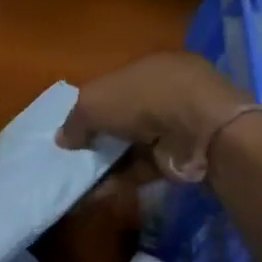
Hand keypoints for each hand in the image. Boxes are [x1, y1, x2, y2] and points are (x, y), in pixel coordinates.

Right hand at [57, 52, 254, 182]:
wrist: (199, 129)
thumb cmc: (143, 99)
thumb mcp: (94, 102)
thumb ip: (74, 120)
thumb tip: (62, 139)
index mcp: (148, 68)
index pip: (113, 86)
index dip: (90, 106)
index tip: (70, 128)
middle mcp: (164, 93)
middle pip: (122, 117)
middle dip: (97, 137)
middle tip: (72, 157)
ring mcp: (175, 126)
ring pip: (131, 145)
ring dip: (105, 163)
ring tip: (77, 180)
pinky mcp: (179, 157)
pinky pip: (141, 168)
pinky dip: (119, 180)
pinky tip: (96, 193)